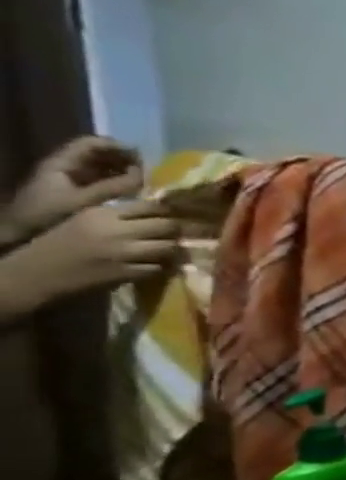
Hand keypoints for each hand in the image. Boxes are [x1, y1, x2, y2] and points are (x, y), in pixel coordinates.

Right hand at [0, 202, 178, 317]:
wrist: (36, 272)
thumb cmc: (62, 243)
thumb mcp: (87, 220)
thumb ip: (120, 214)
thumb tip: (160, 210)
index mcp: (103, 214)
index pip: (151, 206)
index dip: (168, 211)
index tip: (174, 215)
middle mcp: (116, 231)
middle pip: (167, 225)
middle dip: (176, 230)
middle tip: (175, 234)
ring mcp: (122, 253)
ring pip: (168, 247)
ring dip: (171, 249)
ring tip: (167, 250)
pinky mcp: (125, 272)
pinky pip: (159, 267)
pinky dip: (162, 267)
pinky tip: (156, 265)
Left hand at [3, 136, 142, 245]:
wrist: (16, 235)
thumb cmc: (45, 216)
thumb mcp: (82, 201)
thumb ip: (114, 187)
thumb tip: (145, 174)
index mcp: (61, 163)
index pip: (92, 143)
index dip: (118, 146)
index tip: (143, 159)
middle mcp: (66, 167)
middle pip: (100, 153)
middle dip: (126, 160)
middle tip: (150, 173)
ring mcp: (71, 179)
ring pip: (104, 167)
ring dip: (126, 172)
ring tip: (146, 183)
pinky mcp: (77, 191)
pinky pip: (103, 180)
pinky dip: (120, 182)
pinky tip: (134, 192)